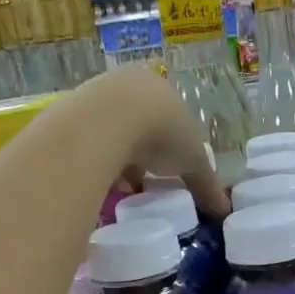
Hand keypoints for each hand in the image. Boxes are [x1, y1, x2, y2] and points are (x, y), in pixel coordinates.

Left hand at [72, 67, 228, 221]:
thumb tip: (224, 209)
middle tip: (145, 179)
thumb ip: (207, 185)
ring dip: (118, 157)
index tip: (168, 169)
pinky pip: (88, 140)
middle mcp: (128, 84)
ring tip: (121, 187)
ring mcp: (96, 94)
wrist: (106, 122)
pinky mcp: (70, 112)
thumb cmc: (161, 133)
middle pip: (138, 123)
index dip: (171, 144)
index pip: (169, 115)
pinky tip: (100, 180)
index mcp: (161, 88)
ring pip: (111, 131)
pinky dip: (96, 160)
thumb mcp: (193, 162)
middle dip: (142, 153)